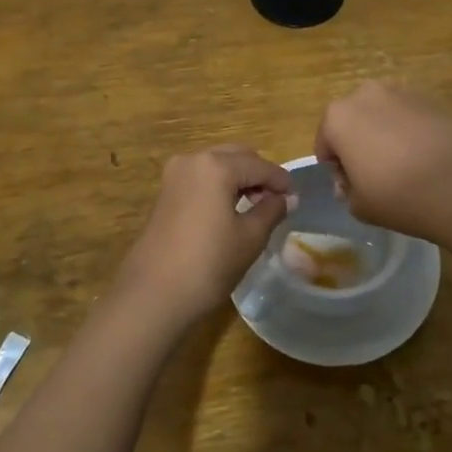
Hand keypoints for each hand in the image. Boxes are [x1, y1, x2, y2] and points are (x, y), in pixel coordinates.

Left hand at [116, 146, 295, 328]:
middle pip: (236, 157)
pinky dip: (219, 186)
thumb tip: (287, 198)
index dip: (280, 180)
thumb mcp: (250, 237)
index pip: (259, 165)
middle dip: (258, 174)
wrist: (154, 294)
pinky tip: (231, 209)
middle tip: (277, 200)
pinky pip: (201, 178)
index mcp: (216, 166)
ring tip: (256, 207)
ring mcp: (175, 175)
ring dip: (238, 179)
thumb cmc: (209, 263)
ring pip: (217, 165)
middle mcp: (193, 160)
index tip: (296, 196)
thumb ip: (271, 211)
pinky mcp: (165, 192)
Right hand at [314, 81, 451, 243]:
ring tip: (404, 163)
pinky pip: (410, 114)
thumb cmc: (397, 195)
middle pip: (353, 120)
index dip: (335, 166)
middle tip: (376, 173)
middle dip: (358, 141)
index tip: (351, 185)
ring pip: (383, 113)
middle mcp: (365, 94)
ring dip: (385, 131)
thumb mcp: (358, 205)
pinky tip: (426, 155)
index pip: (325, 142)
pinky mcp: (431, 97)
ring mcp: (400, 91)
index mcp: (337, 117)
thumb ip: (347, 190)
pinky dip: (411, 129)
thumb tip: (352, 181)